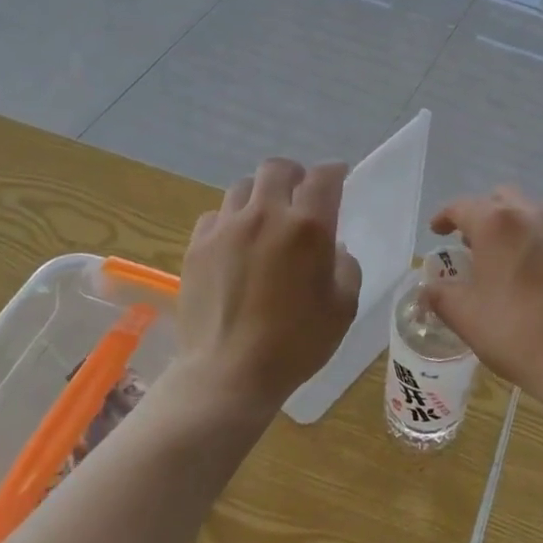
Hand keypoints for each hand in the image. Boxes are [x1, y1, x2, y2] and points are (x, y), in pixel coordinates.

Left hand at [175, 158, 361, 411]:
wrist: (229, 374)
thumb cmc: (297, 343)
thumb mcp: (343, 307)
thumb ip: (346, 266)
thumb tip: (332, 247)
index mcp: (308, 226)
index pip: (323, 177)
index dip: (334, 171)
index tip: (338, 177)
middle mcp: (266, 215)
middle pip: (277, 168)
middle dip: (294, 175)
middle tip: (300, 195)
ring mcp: (226, 228)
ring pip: (243, 187)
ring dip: (260, 195)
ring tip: (265, 218)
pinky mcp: (197, 246)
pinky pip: (216, 215)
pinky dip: (230, 220)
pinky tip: (235, 243)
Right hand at [425, 186, 542, 406]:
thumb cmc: (516, 333)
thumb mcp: (465, 316)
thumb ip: (440, 295)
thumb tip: (429, 289)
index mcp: (496, 223)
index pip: (462, 207)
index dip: (445, 217)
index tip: (437, 232)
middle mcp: (531, 214)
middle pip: (499, 199)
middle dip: (480, 215)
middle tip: (470, 244)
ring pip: (529, 210)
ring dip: (510, 224)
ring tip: (502, 255)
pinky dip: (536, 238)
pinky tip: (534, 270)